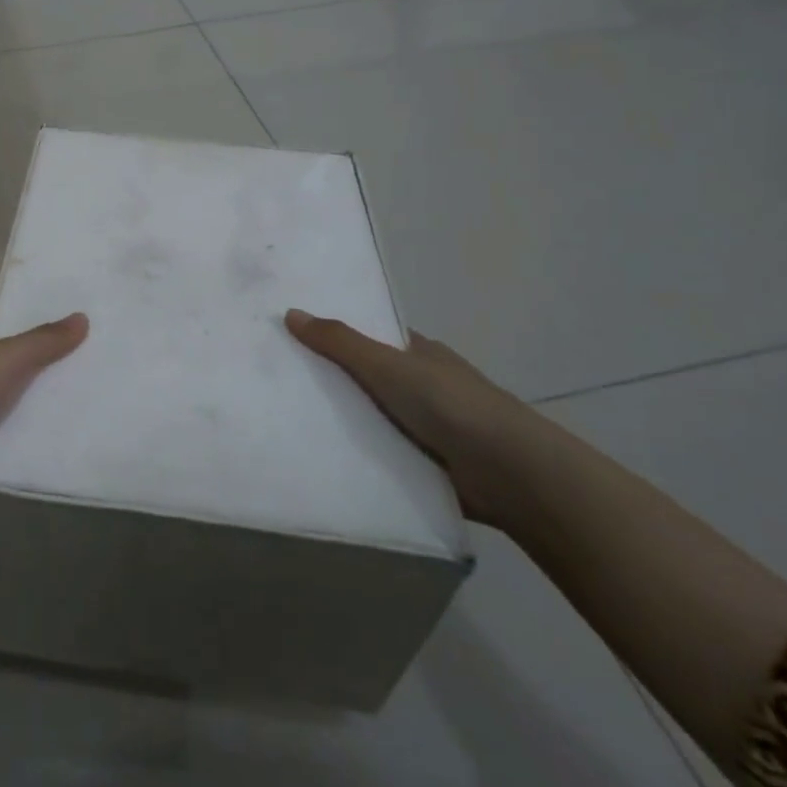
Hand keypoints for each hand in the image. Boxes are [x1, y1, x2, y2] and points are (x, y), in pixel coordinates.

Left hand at [0, 313, 89, 512]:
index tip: (71, 327)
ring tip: (84, 412)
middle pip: (7, 368)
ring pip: (4, 407)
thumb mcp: (6, 360)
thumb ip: (43, 342)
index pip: (1, 326)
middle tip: (91, 372)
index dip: (31, 323)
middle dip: (40, 370)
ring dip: (32, 411)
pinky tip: (53, 450)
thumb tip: (82, 316)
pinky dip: (19, 445)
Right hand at [285, 309, 551, 527]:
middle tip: (278, 381)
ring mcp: (426, 428)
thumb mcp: (387, 365)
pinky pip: (380, 455)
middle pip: (367, 379)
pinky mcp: (425, 466)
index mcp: (420, 354)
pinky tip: (319, 457)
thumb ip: (340, 342)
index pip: (371, 338)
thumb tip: (291, 313)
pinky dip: (357, 456)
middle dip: (331, 381)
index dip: (336, 336)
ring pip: (371, 418)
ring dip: (342, 422)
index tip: (293, 338)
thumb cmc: (450, 404)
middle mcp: (423, 387)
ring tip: (285, 420)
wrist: (509, 473)